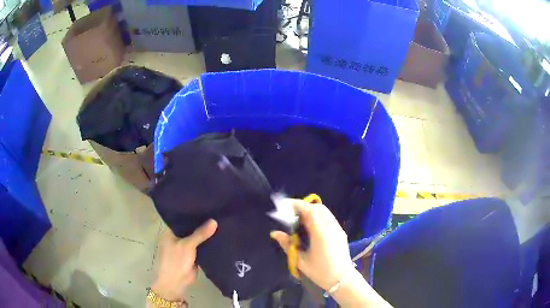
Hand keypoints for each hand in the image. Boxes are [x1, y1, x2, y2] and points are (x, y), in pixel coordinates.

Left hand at [151, 219, 217, 301]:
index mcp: (170, 232)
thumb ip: (200, 233)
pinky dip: (208, 244)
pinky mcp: (192, 257)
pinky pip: (201, 248)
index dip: (193, 213)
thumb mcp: (187, 245)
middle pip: (191, 229)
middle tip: (218, 213)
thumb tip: (214, 220)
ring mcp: (185, 248)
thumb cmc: (175, 261)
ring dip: (206, 235)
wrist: (175, 284)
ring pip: (197, 239)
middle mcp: (176, 238)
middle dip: (202, 224)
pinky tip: (220, 237)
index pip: (183, 219)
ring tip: (222, 222)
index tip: (207, 206)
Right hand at [270, 199, 351, 289]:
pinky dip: (318, 215)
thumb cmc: (320, 272)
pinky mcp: (341, 232)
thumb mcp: (300, 260)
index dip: (297, 205)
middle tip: (290, 212)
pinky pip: (329, 217)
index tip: (284, 205)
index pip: (310, 211)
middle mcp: (331, 227)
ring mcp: (338, 229)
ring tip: (299, 217)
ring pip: (325, 211)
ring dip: (311, 209)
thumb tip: (274, 233)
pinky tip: (311, 224)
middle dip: (303, 206)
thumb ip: (287, 245)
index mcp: (321, 234)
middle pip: (318, 208)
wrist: (342, 279)